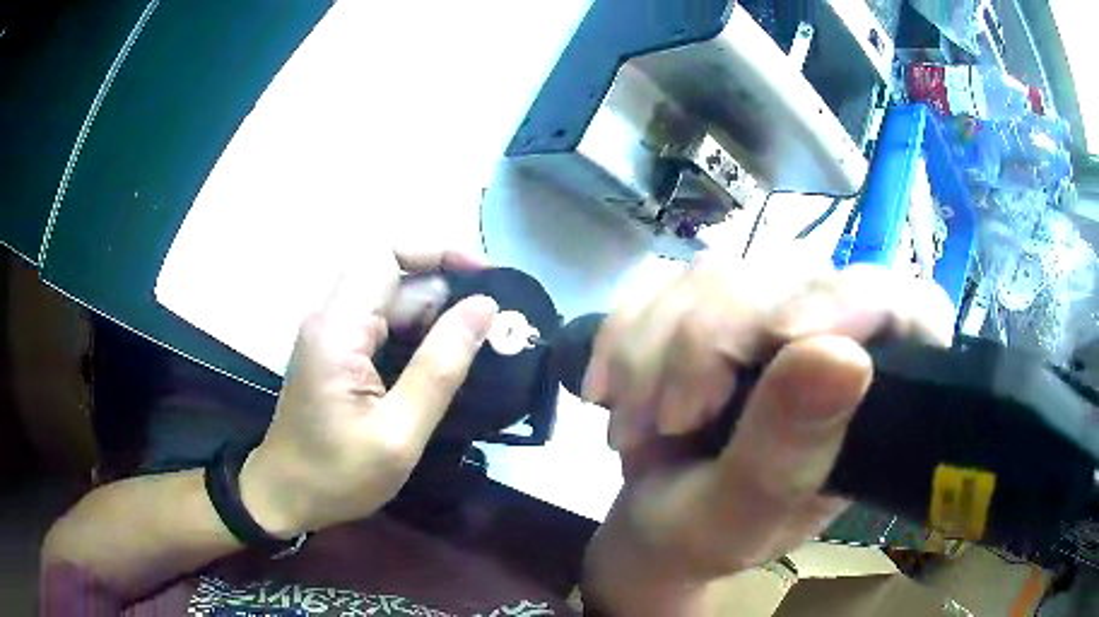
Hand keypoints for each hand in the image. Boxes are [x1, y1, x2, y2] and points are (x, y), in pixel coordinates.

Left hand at [238, 246, 497, 537]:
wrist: (286, 496)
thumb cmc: (337, 474)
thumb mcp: (398, 433)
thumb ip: (440, 369)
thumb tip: (484, 308)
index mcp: (338, 328)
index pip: (386, 254)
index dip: (438, 252)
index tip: (485, 279)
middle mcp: (330, 317)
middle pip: (392, 275)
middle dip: (445, 293)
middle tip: (491, 330)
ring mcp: (330, 334)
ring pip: (390, 300)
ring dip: (434, 317)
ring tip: (476, 349)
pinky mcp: (335, 351)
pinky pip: (381, 324)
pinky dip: (417, 334)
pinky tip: (442, 363)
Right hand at [581, 255, 955, 612]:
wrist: (648, 523)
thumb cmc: (705, 536)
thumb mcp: (743, 518)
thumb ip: (788, 452)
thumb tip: (843, 356)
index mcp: (877, 394)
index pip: (911, 310)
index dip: (861, 303)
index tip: (785, 336)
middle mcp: (834, 336)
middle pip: (793, 277)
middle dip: (710, 343)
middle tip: (670, 420)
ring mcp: (771, 310)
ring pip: (716, 274)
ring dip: (653, 350)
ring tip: (633, 428)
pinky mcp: (713, 303)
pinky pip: (661, 284)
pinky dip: (621, 336)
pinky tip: (608, 391)